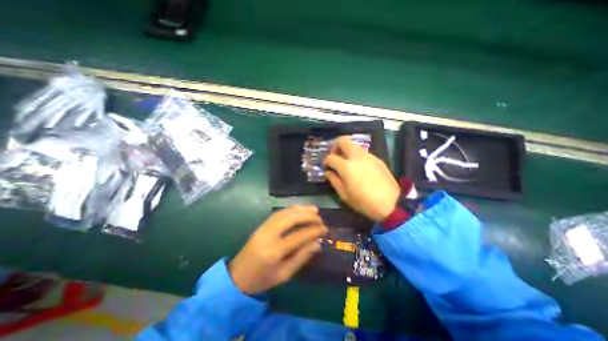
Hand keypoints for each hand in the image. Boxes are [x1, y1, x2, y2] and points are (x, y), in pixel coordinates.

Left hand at [229, 206, 327, 295]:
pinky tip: (299, 209)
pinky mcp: (262, 224)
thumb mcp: (284, 274)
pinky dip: (291, 209)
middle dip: (307, 216)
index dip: (313, 231)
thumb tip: (317, 243)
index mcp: (274, 251)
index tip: (325, 229)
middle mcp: (268, 235)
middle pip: (290, 219)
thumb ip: (301, 257)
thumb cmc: (262, 279)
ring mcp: (264, 227)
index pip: (298, 236)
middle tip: (320, 217)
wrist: (238, 276)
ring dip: (300, 209)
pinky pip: (278, 213)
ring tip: (314, 209)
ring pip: (284, 212)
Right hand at [320, 137, 402, 222]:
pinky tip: (358, 167)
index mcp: (347, 167)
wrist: (391, 203)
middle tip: (334, 155)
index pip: (331, 157)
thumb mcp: (344, 194)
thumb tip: (328, 172)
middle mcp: (357, 157)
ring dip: (346, 150)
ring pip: (353, 145)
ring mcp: (368, 156)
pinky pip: (362, 152)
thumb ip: (334, 180)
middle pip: (343, 140)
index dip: (326, 161)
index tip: (326, 166)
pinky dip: (356, 155)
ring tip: (345, 162)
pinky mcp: (377, 158)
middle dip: (335, 146)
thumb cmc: (364, 202)